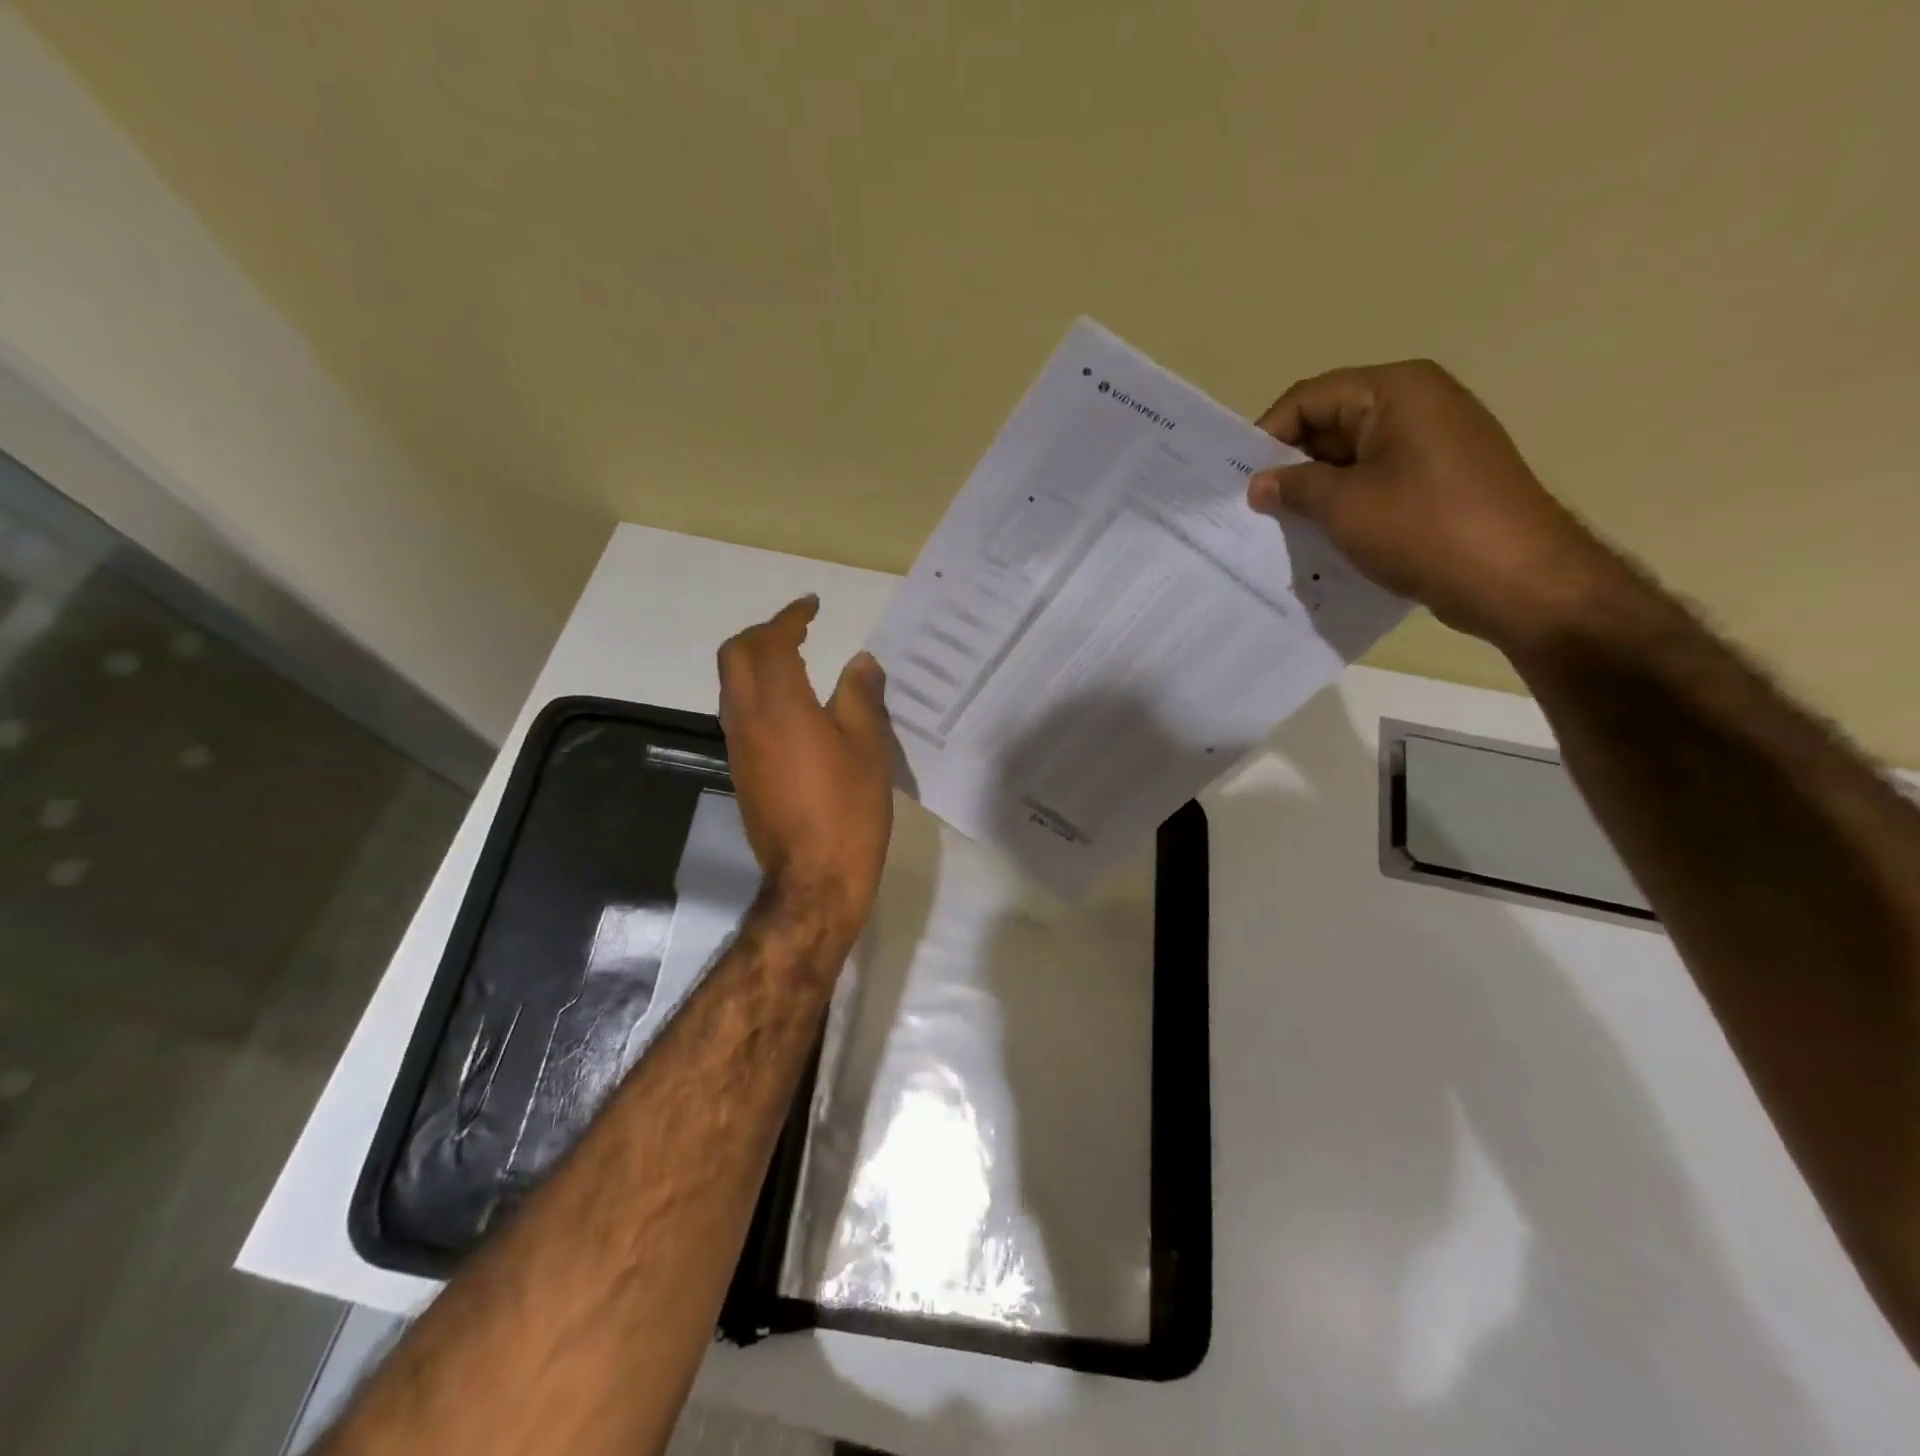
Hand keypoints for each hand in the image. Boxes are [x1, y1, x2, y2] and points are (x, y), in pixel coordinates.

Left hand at [717, 596, 893, 936]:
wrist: (814, 878)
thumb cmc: (849, 808)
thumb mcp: (868, 747)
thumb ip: (860, 696)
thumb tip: (861, 662)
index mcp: (780, 705)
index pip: (772, 643)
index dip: (790, 617)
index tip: (813, 606)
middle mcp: (748, 719)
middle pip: (735, 656)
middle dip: (762, 634)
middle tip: (798, 631)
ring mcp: (739, 748)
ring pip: (731, 686)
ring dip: (756, 664)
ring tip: (796, 662)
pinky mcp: (742, 772)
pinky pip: (740, 715)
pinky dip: (758, 694)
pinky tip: (793, 709)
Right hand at [1248, 360, 1627, 650]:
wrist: (1518, 579)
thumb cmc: (1425, 528)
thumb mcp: (1344, 505)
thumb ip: (1293, 487)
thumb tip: (1259, 484)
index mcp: (1396, 391)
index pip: (1310, 397)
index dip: (1268, 435)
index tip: (1238, 480)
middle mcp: (1418, 404)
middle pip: (1331, 423)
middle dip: (1290, 465)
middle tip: (1252, 508)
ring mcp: (1433, 444)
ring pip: (1352, 458)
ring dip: (1315, 490)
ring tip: (1280, 527)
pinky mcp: (1440, 482)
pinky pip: (1376, 482)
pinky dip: (1345, 505)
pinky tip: (1321, 538)